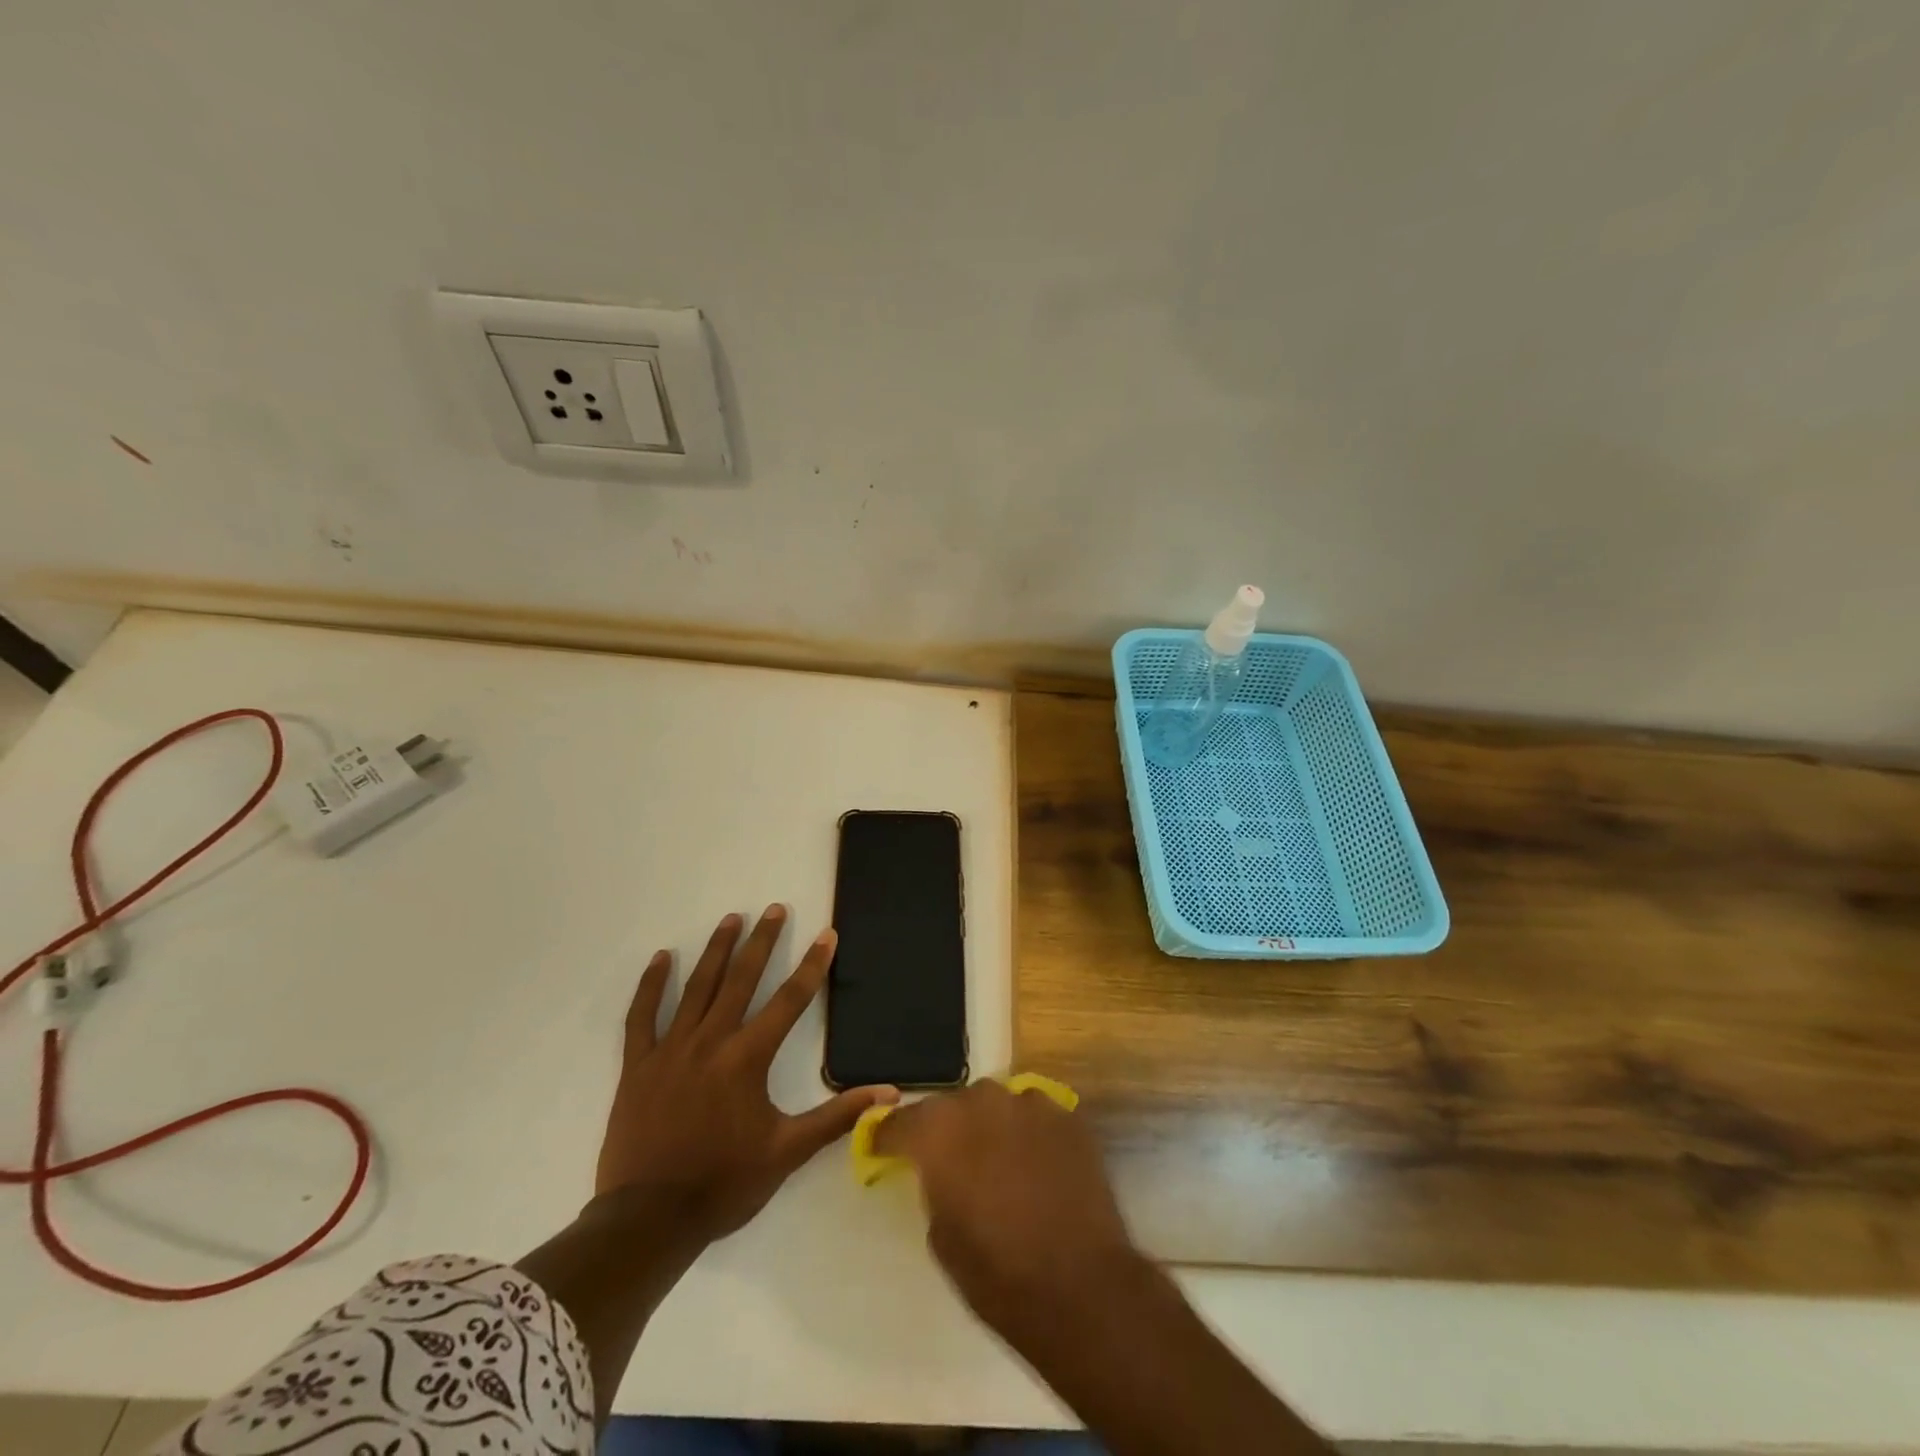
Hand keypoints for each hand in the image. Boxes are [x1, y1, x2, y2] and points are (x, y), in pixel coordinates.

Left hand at [595, 905, 896, 1243]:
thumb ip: (837, 1118)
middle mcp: (710, 1042)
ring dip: (717, 951)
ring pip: (697, 988)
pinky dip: (651, 985)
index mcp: (748, 1058)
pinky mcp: (638, 1065)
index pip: (789, 1000)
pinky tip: (662, 958)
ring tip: (731, 919)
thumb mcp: (788, 1152)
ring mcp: (670, 1050)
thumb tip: (889, 1095)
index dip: (812, 965)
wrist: (648, 1221)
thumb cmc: (723, 1184)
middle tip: (774, 909)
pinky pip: (641, 1016)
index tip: (826, 934)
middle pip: (741, 979)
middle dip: (762, 941)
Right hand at [872, 1079, 1140, 1332]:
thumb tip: (941, 1171)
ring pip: (996, 1105)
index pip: (900, 1121)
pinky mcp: (1067, 1116)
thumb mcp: (941, 1235)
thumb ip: (934, 1184)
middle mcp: (981, 1100)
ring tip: (997, 1162)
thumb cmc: (997, 1273)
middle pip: (952, 1106)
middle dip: (947, 1130)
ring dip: (990, 1127)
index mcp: (939, 1129)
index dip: (889, 1137)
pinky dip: (1028, 1134)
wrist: (1080, 1286)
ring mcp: (1029, 1102)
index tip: (884, 1148)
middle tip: (950, 1161)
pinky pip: (1034, 1116)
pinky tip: (1035, 1165)